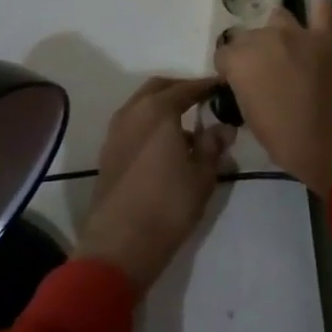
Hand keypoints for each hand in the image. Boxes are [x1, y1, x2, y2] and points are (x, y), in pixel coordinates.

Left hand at [76, 77, 234, 292]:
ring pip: (141, 104)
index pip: (187, 87)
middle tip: (202, 99)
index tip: (222, 87)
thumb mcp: (202, 175)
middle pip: (159, 88)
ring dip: (162, 106)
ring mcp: (116, 131)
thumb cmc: (167, 205)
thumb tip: (224, 127)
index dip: (206, 86)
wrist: (118, 245)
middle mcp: (133, 112)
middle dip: (180, 89)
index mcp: (158, 110)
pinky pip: (132, 123)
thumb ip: (213, 145)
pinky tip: (164, 145)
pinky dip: (148, 122)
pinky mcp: (107, 152)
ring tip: (185, 125)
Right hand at [215, 0, 331, 196]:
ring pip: (278, 17)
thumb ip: (245, 90)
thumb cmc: (287, 141)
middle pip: (249, 35)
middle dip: (253, 52)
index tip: (240, 84)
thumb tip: (249, 84)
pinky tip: (318, 27)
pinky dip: (318, 14)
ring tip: (289, 51)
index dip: (231, 70)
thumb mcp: (251, 119)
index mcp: (240, 61)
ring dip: (279, 32)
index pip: (224, 54)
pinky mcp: (327, 34)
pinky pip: (323, 7)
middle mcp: (264, 38)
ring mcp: (297, 32)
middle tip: (266, 73)